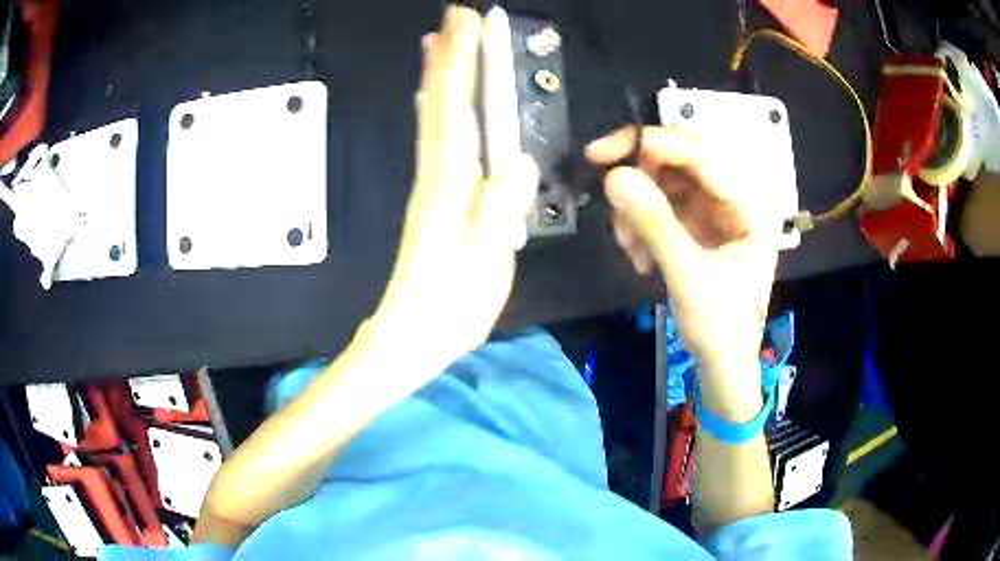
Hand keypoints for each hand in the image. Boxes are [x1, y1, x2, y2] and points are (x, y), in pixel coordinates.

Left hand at [362, 7, 538, 374]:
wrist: (407, 336)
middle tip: (455, 15)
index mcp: (451, 185)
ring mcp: (429, 184)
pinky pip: (432, 139)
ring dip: (437, 74)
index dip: (461, 63)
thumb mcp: (486, 266)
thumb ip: (501, 211)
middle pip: (440, 102)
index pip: (456, 109)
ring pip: (432, 115)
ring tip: (438, 40)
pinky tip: (432, 97)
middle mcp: (435, 174)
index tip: (467, 25)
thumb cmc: (449, 308)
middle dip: (449, 55)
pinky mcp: (431, 197)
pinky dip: (433, 108)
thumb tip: (518, 162)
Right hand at [586, 126, 777, 375]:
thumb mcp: (690, 276)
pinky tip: (639, 256)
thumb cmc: (721, 326)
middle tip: (610, 187)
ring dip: (638, 206)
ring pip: (665, 181)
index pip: (702, 155)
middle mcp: (733, 197)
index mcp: (750, 205)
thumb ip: (655, 224)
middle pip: (682, 159)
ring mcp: (713, 210)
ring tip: (631, 247)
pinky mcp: (695, 224)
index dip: (653, 145)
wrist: (722, 363)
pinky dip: (641, 223)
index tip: (604, 153)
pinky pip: (660, 205)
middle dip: (643, 173)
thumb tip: (613, 177)